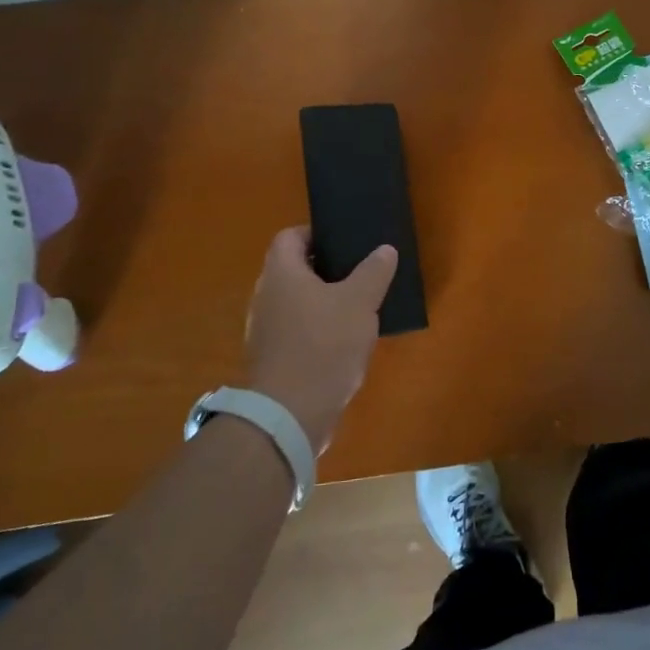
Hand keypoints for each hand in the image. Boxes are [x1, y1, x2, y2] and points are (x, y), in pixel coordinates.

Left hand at [243, 228, 397, 453]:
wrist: (289, 416)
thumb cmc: (323, 345)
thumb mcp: (360, 302)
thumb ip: (373, 272)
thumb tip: (385, 249)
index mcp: (281, 273)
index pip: (290, 236)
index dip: (316, 233)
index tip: (345, 242)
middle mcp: (265, 297)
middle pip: (293, 270)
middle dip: (325, 270)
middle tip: (359, 272)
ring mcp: (265, 331)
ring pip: (296, 303)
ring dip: (323, 303)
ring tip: (357, 308)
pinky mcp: (272, 361)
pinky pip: (296, 332)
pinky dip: (317, 331)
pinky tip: (344, 343)